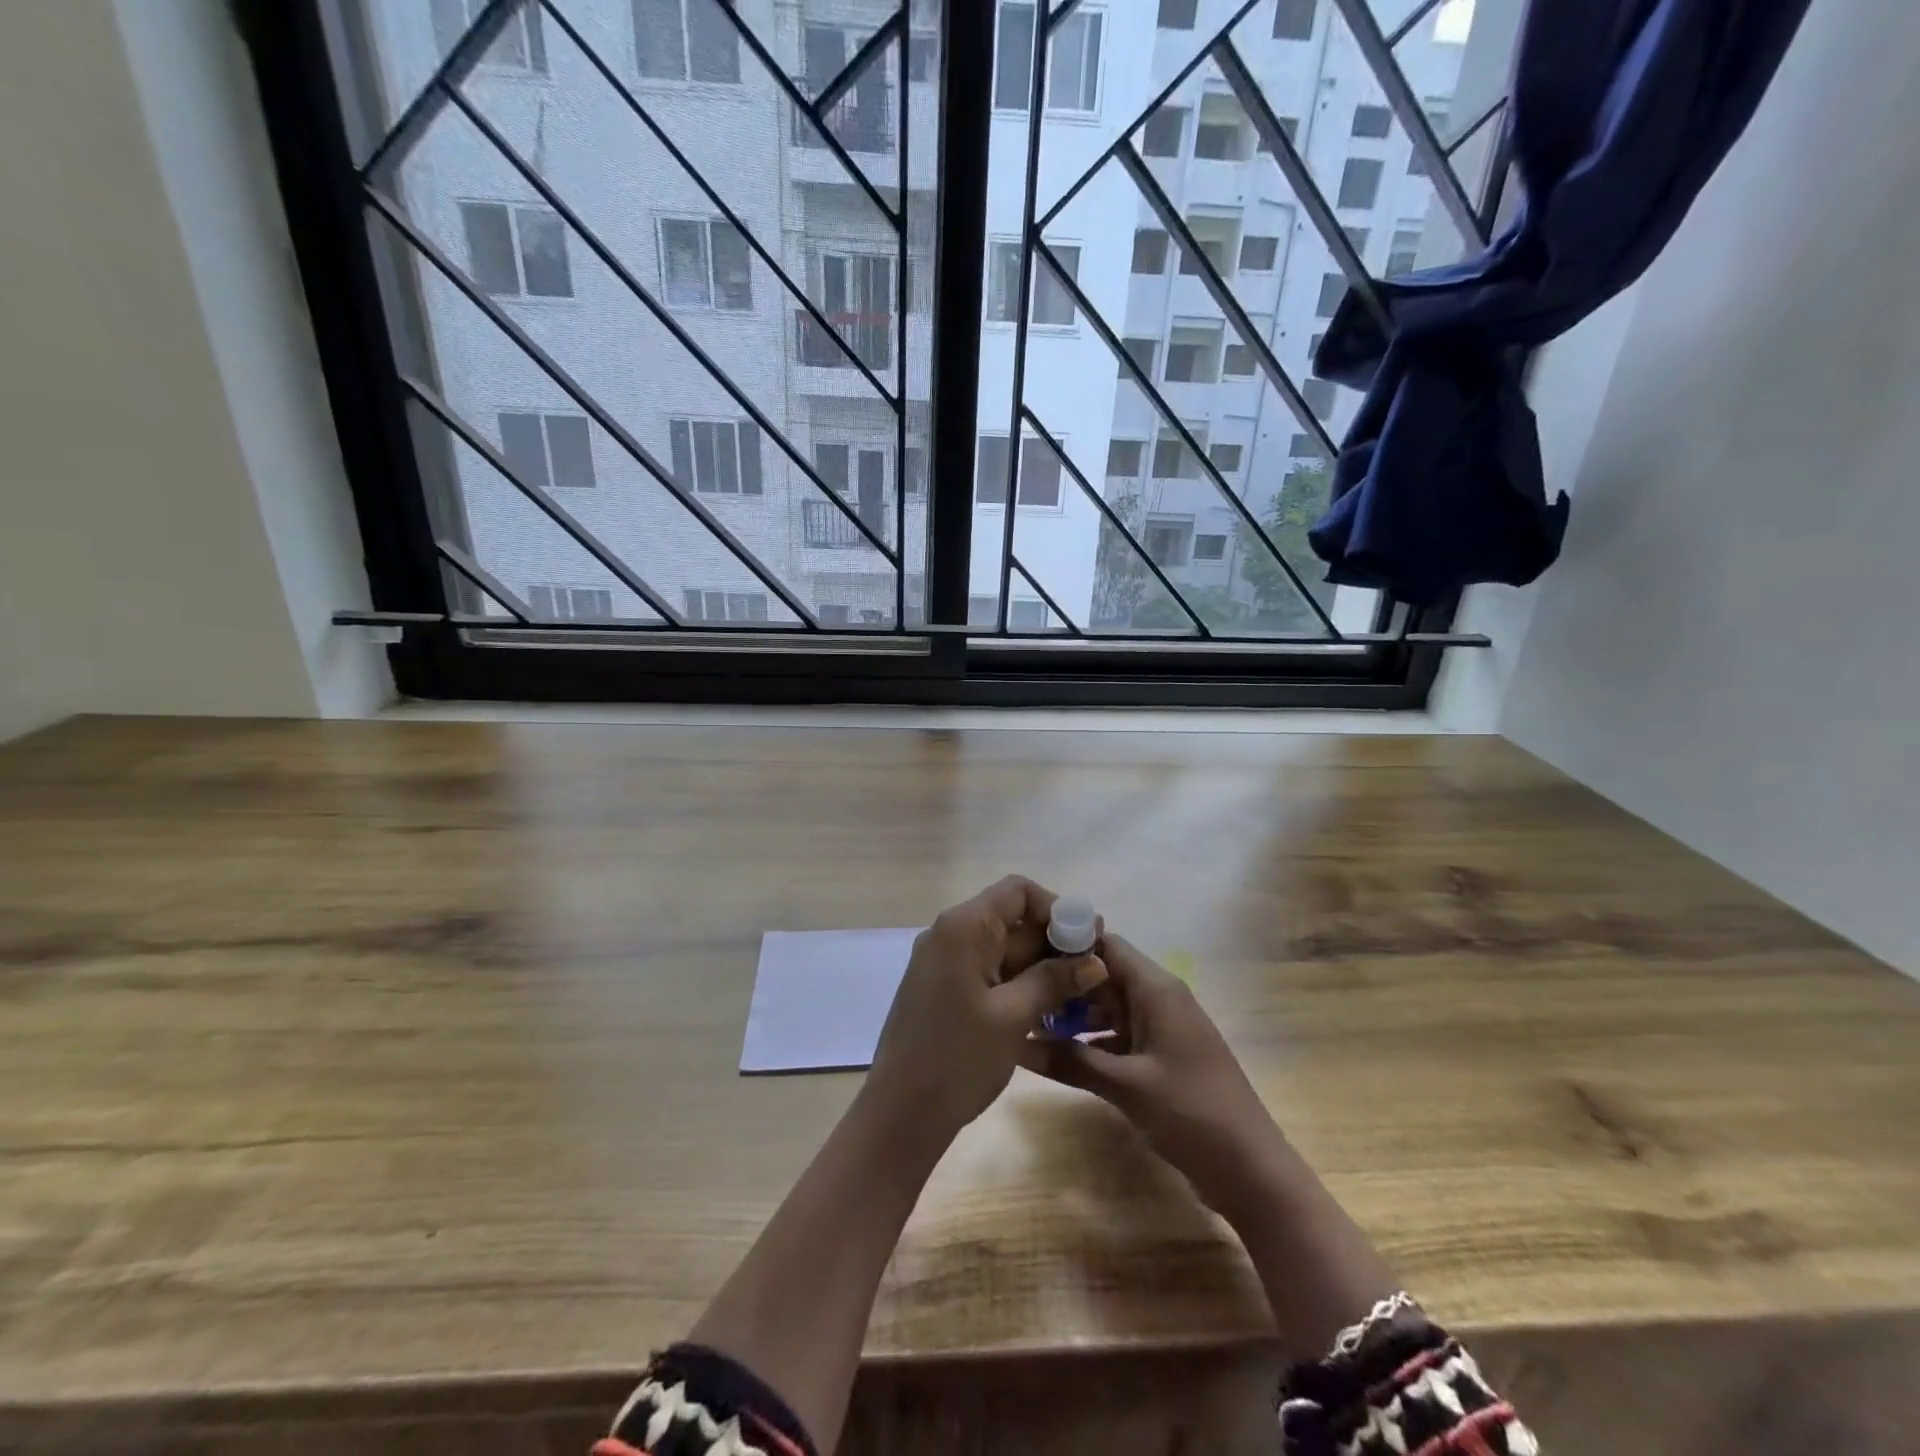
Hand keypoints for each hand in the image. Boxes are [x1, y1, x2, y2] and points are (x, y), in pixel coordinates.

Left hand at [867, 875, 1107, 1139]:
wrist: (901, 1113)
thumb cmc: (959, 1058)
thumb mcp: (1014, 1016)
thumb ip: (1054, 980)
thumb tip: (1094, 961)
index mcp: (963, 927)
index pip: (1017, 891)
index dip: (1055, 908)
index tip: (1085, 941)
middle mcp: (949, 934)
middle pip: (1011, 920)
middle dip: (1052, 942)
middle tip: (1092, 973)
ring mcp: (943, 963)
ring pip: (1002, 949)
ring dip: (1039, 967)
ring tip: (1079, 995)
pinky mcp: (942, 989)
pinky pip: (987, 972)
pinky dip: (1017, 983)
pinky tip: (1047, 1009)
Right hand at [1017, 934, 1283, 1218]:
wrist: (1251, 1169)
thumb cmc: (1190, 1113)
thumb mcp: (1125, 1085)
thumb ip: (1070, 1060)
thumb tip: (1015, 1043)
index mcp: (1156, 989)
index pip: (1105, 944)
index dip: (1066, 944)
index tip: (1024, 954)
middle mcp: (1159, 998)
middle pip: (1104, 974)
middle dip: (1064, 983)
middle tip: (1018, 993)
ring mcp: (1163, 1028)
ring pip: (1110, 1006)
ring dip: (1075, 1014)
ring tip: (1028, 1022)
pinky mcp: (1162, 1056)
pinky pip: (1120, 1033)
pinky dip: (1093, 1039)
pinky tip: (1060, 1054)